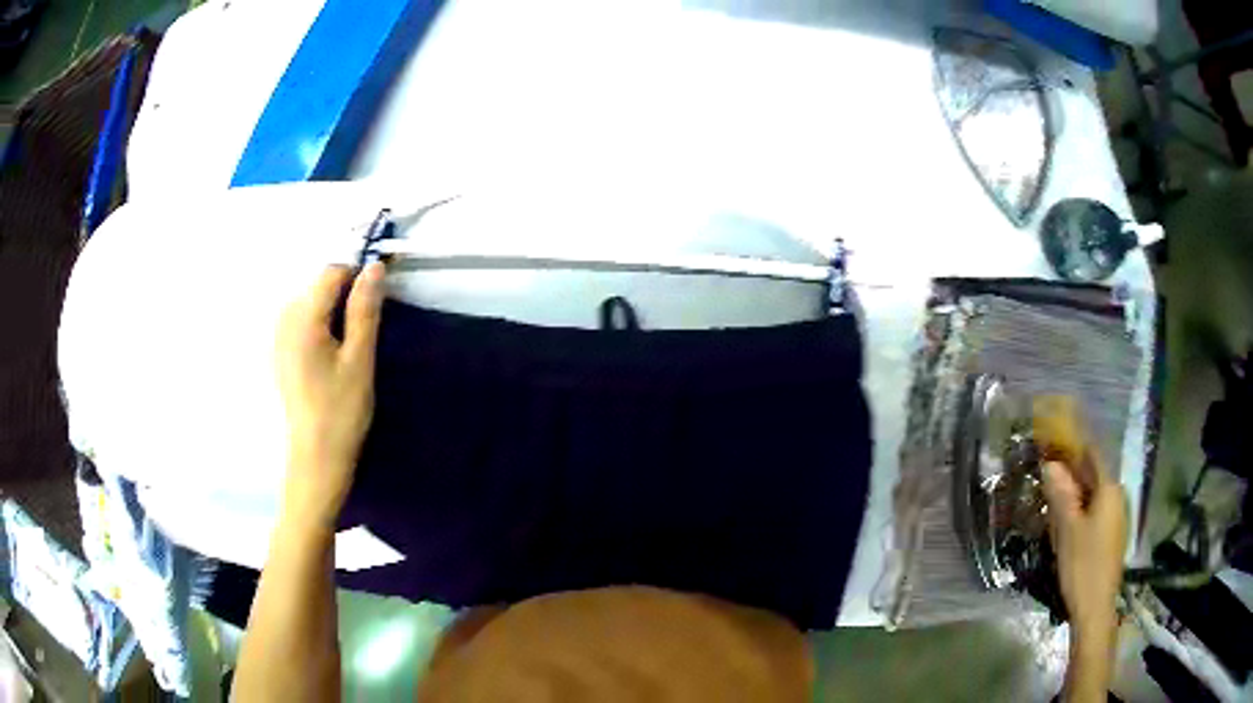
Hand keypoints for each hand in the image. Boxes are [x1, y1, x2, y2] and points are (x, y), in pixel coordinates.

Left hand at [276, 263, 384, 528]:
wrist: (316, 457)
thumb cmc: (341, 410)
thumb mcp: (360, 358)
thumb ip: (365, 309)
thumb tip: (374, 266)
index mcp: (302, 318)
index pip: (332, 272)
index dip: (358, 277)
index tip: (379, 299)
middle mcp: (283, 319)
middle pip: (318, 285)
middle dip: (345, 295)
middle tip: (366, 330)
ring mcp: (278, 336)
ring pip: (310, 302)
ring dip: (333, 311)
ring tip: (350, 345)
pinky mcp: (279, 352)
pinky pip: (301, 320)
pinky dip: (320, 325)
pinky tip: (331, 355)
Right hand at [1033, 397, 1127, 633]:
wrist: (1096, 608)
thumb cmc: (1083, 565)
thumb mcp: (1067, 530)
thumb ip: (1061, 495)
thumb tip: (1050, 464)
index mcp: (1109, 489)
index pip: (1092, 454)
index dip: (1073, 444)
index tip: (1053, 439)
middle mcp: (1117, 496)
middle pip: (1093, 473)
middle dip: (1071, 469)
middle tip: (1046, 470)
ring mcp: (1116, 516)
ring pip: (1093, 493)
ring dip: (1074, 490)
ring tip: (1052, 494)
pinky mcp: (1111, 534)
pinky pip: (1095, 509)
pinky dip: (1080, 506)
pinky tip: (1066, 519)